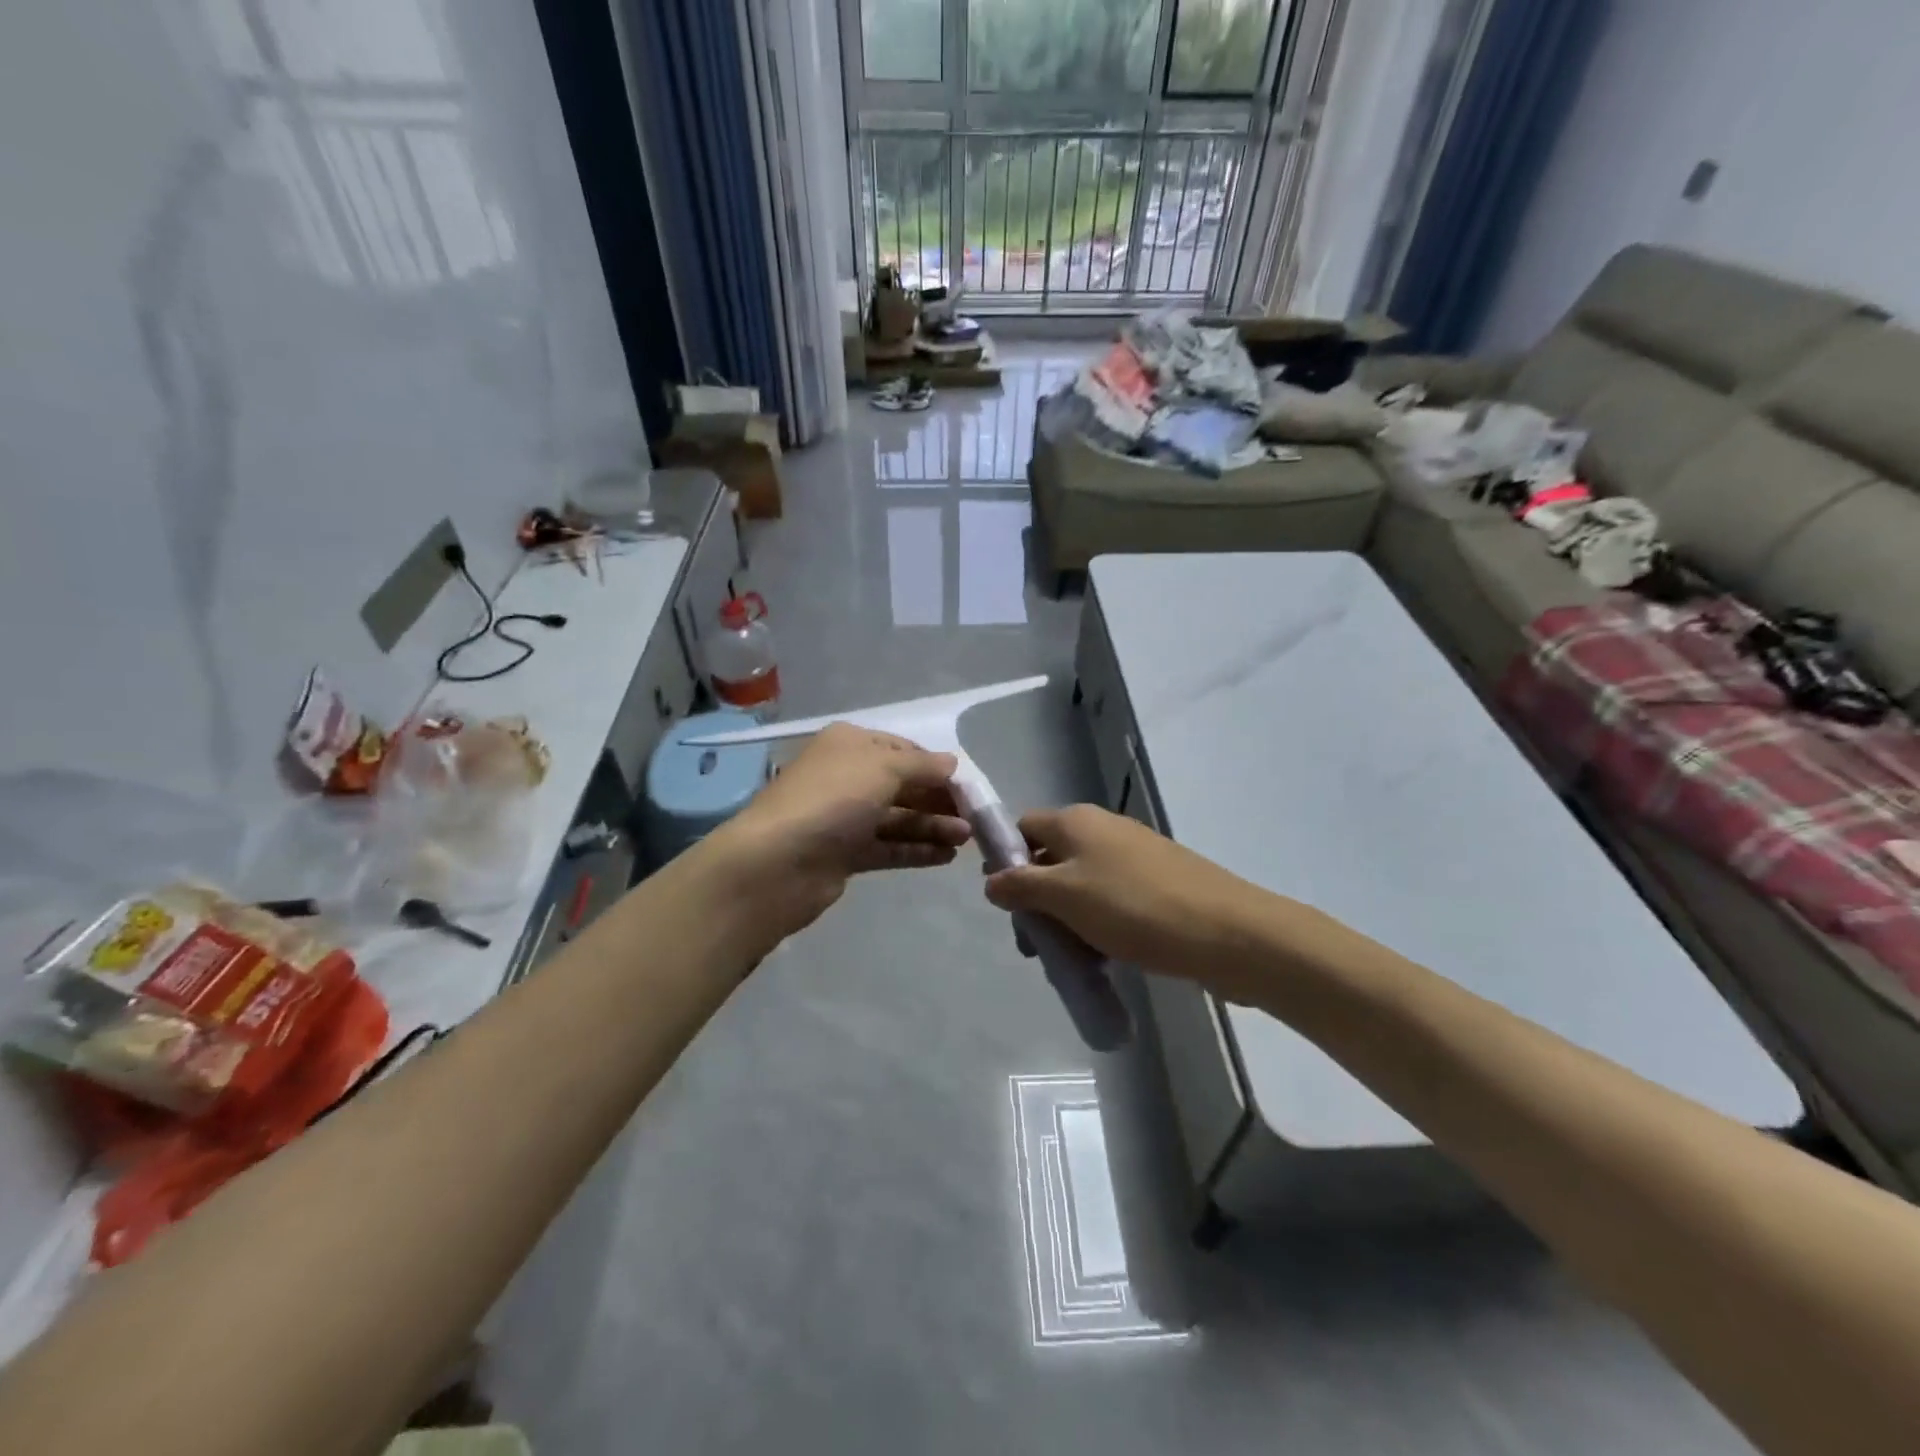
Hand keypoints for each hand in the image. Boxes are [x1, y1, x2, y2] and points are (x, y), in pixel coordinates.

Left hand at [703, 723, 971, 948]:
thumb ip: (922, 766)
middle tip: (974, 818)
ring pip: (897, 818)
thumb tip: (952, 763)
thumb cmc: (833, 800)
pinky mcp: (844, 854)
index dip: (936, 766)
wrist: (777, 863)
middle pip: (902, 785)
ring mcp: (843, 817)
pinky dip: (916, 850)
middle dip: (938, 799)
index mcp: (850, 745)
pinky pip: (887, 847)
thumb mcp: (883, 768)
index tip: (968, 786)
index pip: (903, 749)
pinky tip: (946, 856)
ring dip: (932, 826)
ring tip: (967, 840)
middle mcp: (846, 776)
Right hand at [983, 804, 1269, 997]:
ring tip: (1070, 957)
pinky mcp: (1158, 882)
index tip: (1004, 903)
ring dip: (1067, 917)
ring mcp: (1134, 855)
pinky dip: (1098, 922)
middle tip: (1036, 944)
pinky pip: (1112, 898)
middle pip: (1051, 857)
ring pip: (1081, 883)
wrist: (1227, 932)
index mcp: (1076, 821)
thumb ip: (1021, 885)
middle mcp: (1103, 828)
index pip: (1023, 827)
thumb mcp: (1064, 896)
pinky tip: (1103, 956)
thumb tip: (991, 880)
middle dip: (1036, 899)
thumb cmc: (1133, 907)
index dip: (1005, 859)